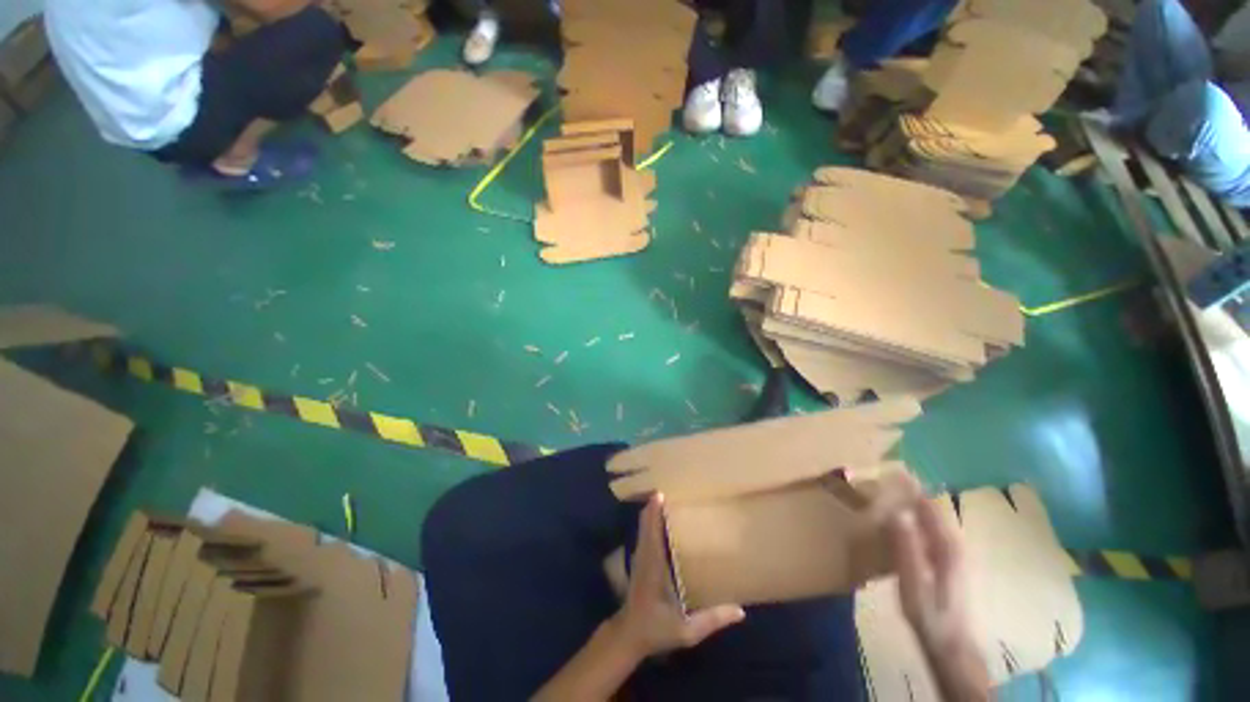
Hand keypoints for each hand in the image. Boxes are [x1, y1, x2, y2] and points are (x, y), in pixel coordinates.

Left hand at [608, 494, 744, 658]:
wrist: (628, 636)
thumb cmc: (656, 630)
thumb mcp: (685, 631)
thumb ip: (711, 620)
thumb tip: (740, 610)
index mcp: (653, 568)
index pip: (652, 534)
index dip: (654, 514)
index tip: (660, 494)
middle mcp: (644, 558)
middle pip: (645, 525)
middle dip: (653, 506)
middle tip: (666, 488)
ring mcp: (639, 559)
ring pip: (643, 528)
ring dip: (650, 512)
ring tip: (662, 497)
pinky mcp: (639, 562)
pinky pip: (643, 535)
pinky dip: (649, 522)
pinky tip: (656, 518)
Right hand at [888, 484, 990, 699]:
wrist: (952, 645)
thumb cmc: (930, 615)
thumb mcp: (913, 583)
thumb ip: (906, 548)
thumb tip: (896, 511)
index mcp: (946, 545)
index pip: (928, 504)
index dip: (910, 484)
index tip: (889, 466)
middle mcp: (952, 542)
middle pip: (930, 506)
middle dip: (908, 488)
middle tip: (882, 474)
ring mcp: (951, 551)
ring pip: (930, 516)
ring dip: (910, 500)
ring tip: (886, 488)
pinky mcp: (945, 559)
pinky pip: (928, 527)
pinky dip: (913, 515)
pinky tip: (899, 518)